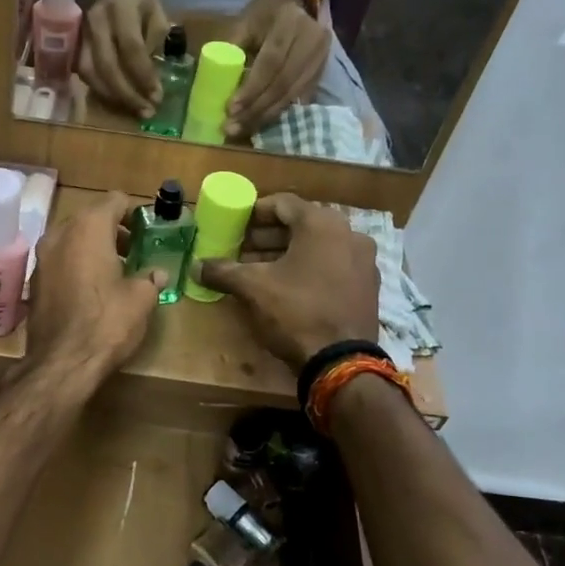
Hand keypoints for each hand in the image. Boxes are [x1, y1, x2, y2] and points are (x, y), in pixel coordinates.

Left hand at [27, 190, 160, 382]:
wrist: (61, 362)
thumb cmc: (106, 322)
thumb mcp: (141, 299)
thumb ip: (150, 278)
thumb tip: (157, 274)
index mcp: (88, 227)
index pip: (115, 200)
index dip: (135, 212)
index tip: (148, 230)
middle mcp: (60, 233)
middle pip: (91, 216)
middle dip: (114, 229)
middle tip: (135, 249)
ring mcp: (42, 256)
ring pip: (73, 238)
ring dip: (94, 246)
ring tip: (117, 269)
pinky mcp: (35, 280)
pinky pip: (61, 259)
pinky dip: (77, 263)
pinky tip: (93, 287)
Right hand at [78, 0, 168, 117]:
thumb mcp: (155, 8)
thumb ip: (154, 39)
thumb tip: (150, 74)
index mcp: (121, 9)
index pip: (131, 49)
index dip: (144, 76)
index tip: (157, 97)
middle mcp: (96, 22)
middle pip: (107, 66)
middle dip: (127, 94)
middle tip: (145, 111)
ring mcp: (80, 34)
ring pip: (90, 73)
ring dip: (111, 97)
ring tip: (132, 110)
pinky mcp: (72, 44)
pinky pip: (83, 73)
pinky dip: (99, 90)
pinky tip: (115, 100)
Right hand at [195, 194, 376, 369]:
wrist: (341, 361)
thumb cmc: (296, 312)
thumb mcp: (253, 288)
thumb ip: (223, 271)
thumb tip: (196, 266)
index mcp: (322, 224)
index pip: (282, 204)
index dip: (253, 213)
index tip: (234, 226)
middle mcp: (348, 234)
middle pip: (300, 225)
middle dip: (267, 237)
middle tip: (241, 250)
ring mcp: (363, 261)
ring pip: (316, 247)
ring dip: (285, 254)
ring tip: (257, 271)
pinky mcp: (367, 286)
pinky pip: (332, 266)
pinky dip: (307, 269)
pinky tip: (285, 289)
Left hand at [224, 0, 330, 137]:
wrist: (295, 2)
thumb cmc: (263, 14)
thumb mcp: (244, 23)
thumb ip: (232, 49)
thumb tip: (216, 85)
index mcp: (289, 22)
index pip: (271, 62)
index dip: (252, 89)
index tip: (231, 109)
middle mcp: (312, 39)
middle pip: (283, 83)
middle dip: (256, 109)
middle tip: (233, 127)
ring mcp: (321, 57)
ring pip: (292, 94)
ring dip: (266, 116)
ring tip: (243, 129)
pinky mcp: (322, 71)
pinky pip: (299, 98)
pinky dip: (278, 112)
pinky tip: (261, 123)